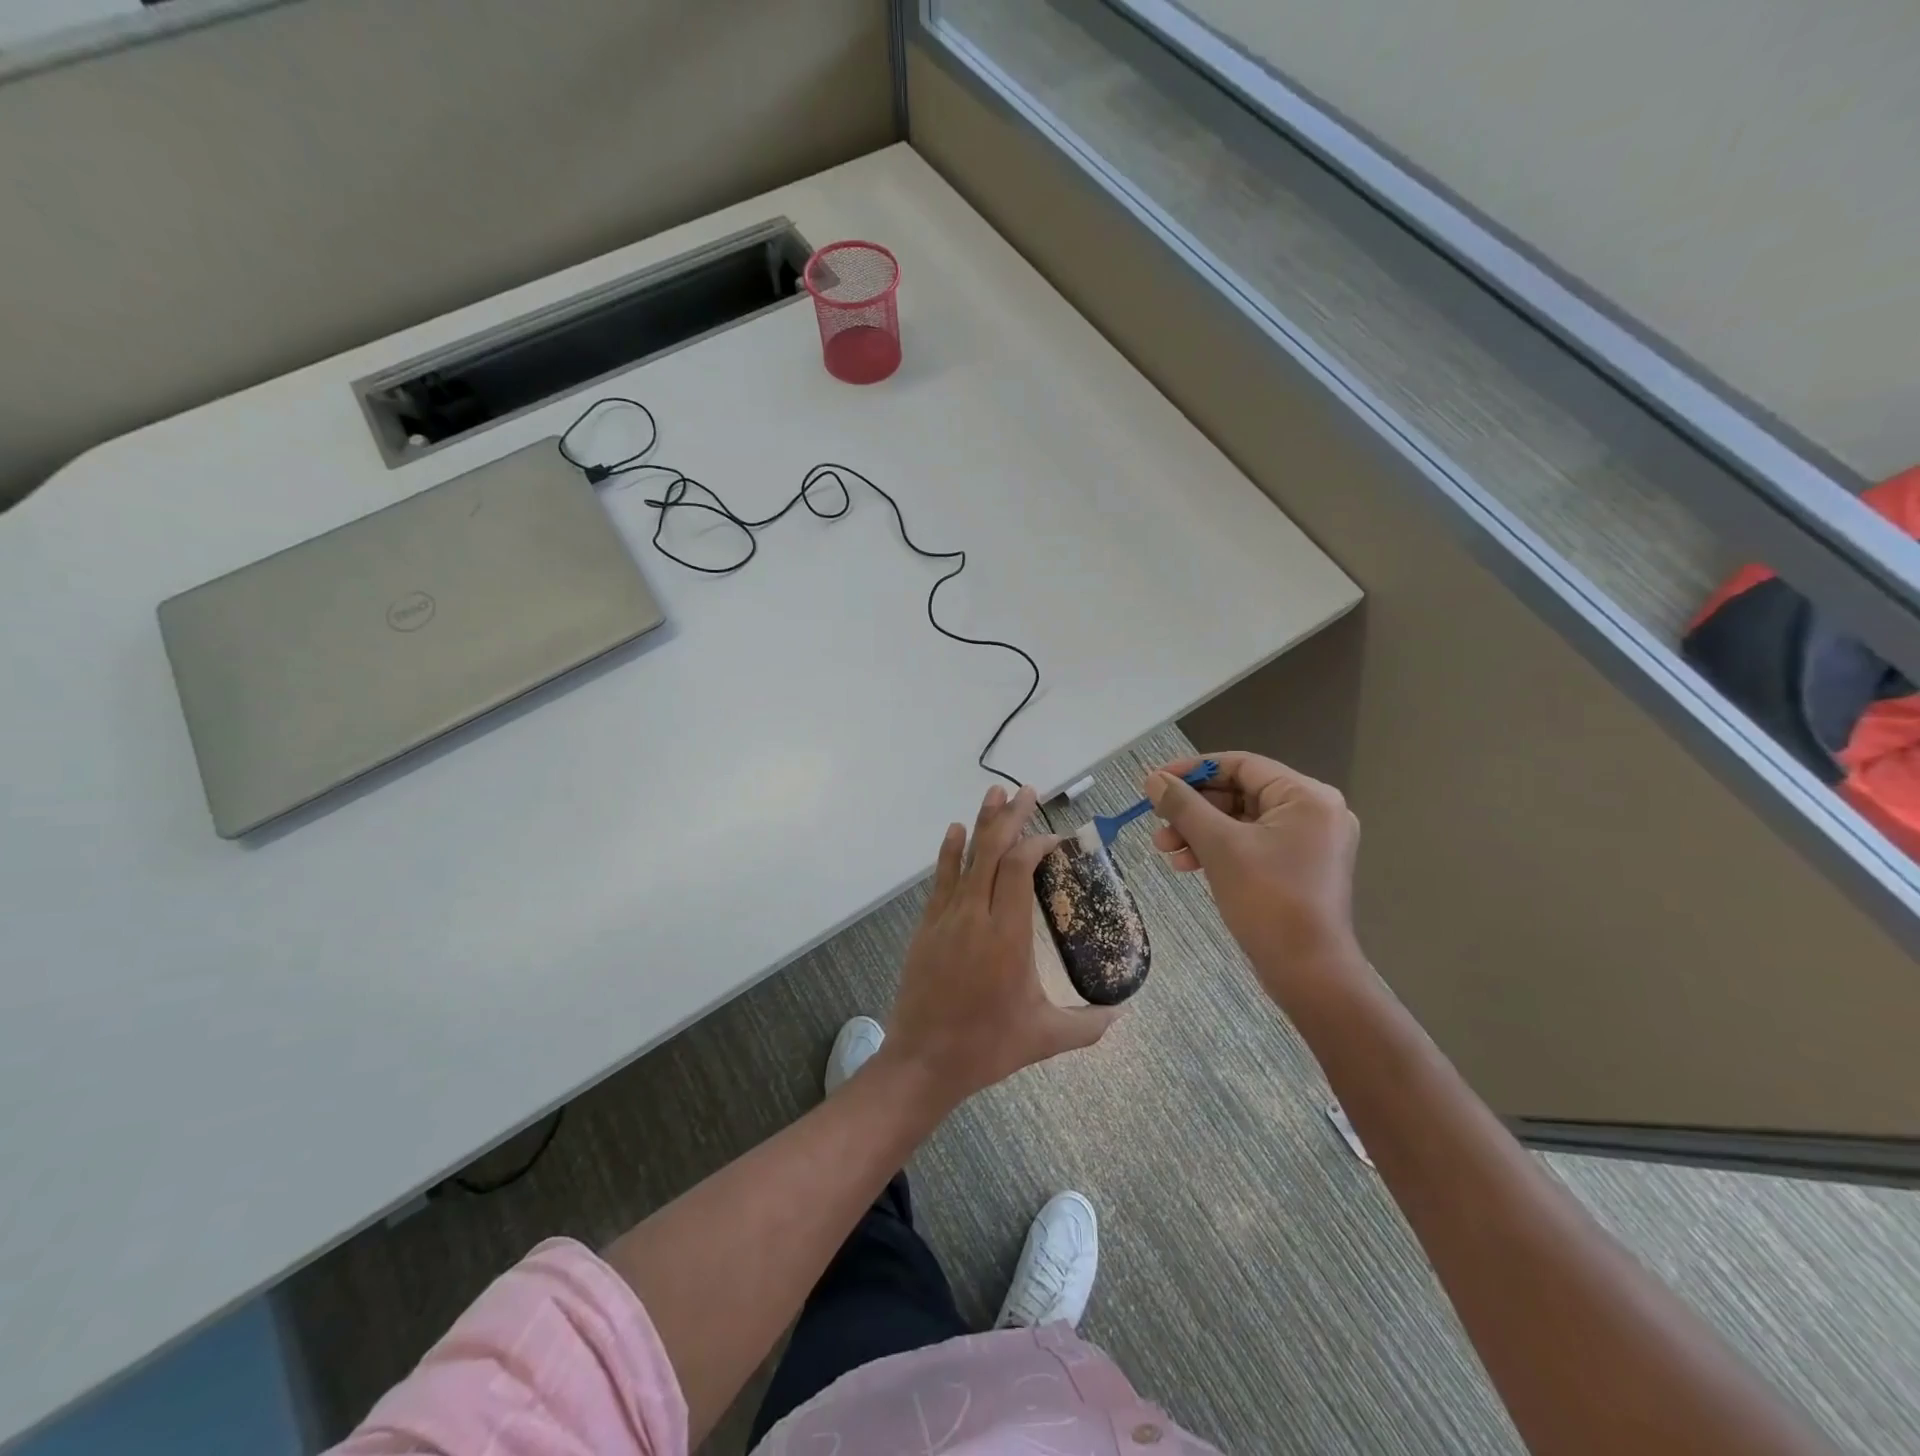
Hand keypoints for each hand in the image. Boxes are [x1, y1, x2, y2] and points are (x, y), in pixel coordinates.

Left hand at [882, 785, 1120, 1106]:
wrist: (922, 1061)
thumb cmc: (987, 1047)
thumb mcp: (1045, 1038)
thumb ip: (1088, 1025)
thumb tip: (1121, 1014)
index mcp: (1007, 935)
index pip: (1018, 868)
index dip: (1036, 844)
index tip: (1054, 838)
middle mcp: (975, 915)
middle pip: (992, 851)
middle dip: (1010, 817)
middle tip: (1026, 791)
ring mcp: (946, 918)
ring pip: (965, 858)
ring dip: (981, 823)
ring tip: (994, 794)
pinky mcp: (927, 926)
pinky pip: (941, 879)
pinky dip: (950, 852)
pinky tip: (956, 832)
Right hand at [1145, 752, 1363, 1007]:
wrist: (1309, 973)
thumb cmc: (1267, 900)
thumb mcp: (1219, 846)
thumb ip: (1183, 806)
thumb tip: (1153, 779)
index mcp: (1306, 796)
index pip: (1241, 765)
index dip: (1193, 770)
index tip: (1155, 782)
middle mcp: (1314, 811)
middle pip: (1240, 793)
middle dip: (1193, 809)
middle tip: (1156, 823)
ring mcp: (1309, 842)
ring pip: (1241, 822)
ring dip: (1200, 832)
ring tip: (1164, 849)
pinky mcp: (1299, 868)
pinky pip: (1252, 845)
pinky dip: (1219, 850)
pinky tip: (1187, 864)